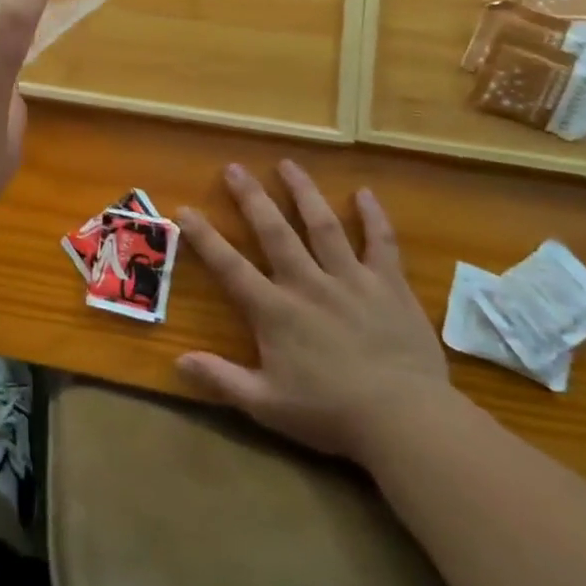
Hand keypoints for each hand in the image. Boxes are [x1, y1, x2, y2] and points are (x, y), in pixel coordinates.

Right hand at [177, 162, 450, 463]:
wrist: (407, 421)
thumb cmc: (332, 414)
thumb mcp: (267, 404)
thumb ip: (221, 379)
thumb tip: (177, 361)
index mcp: (275, 310)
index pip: (230, 266)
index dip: (205, 237)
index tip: (185, 209)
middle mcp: (308, 283)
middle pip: (274, 231)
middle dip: (251, 197)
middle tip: (235, 167)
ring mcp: (351, 279)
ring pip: (323, 225)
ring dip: (303, 192)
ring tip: (288, 164)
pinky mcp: (390, 285)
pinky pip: (381, 242)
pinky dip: (373, 217)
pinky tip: (365, 193)